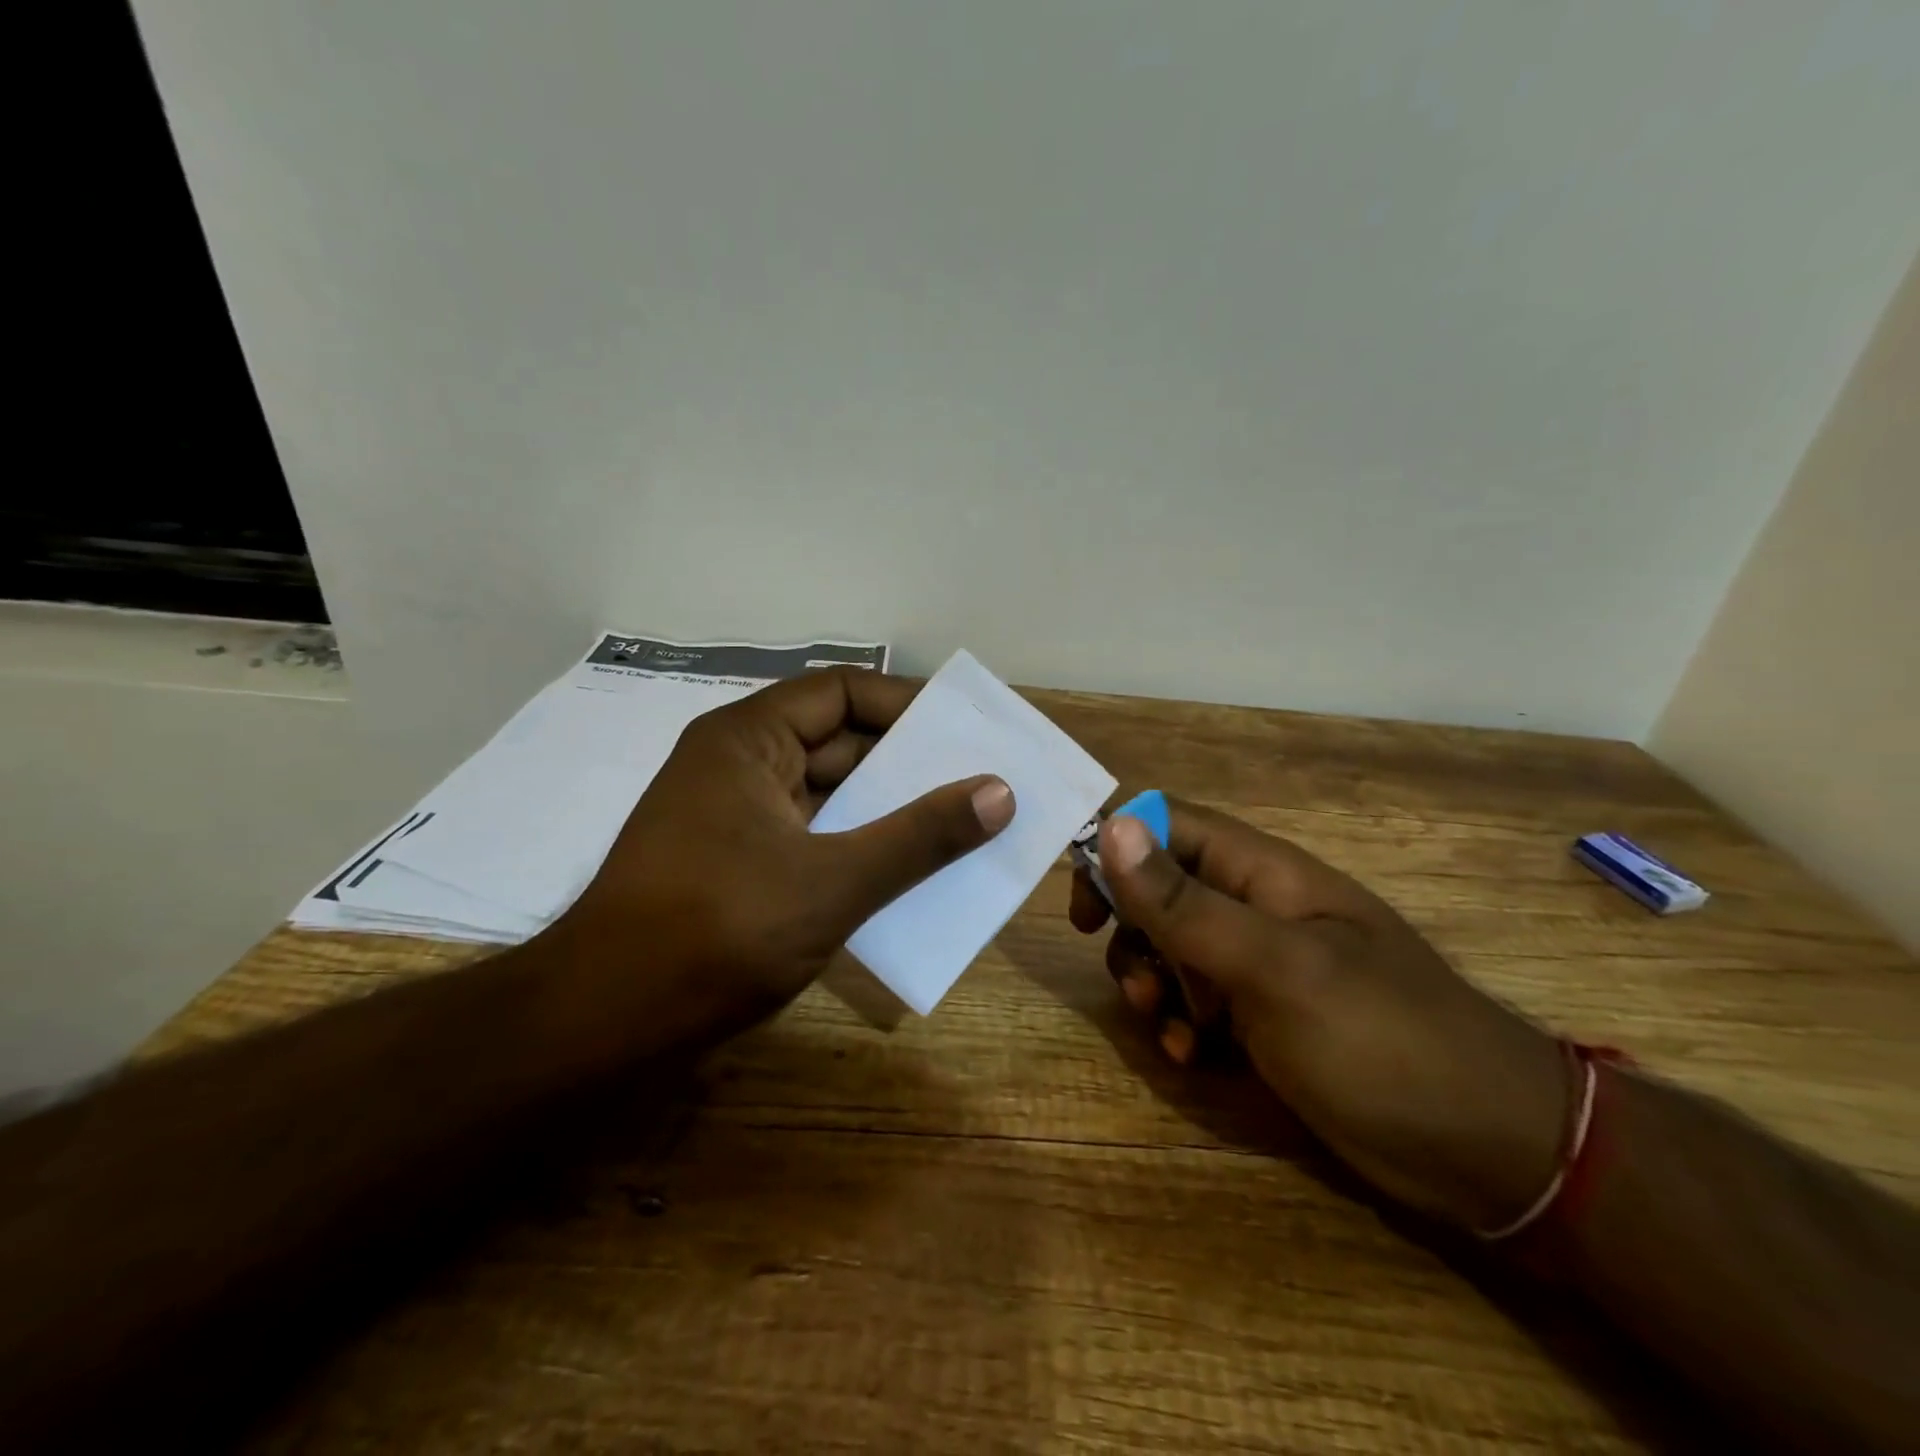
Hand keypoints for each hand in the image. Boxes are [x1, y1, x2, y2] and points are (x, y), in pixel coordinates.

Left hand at [543, 669, 1013, 1061]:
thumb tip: (1000, 792)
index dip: (905, 704)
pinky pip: (813, 838)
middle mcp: (738, 766)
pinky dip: (858, 848)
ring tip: (961, 823)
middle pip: (838, 743)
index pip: (840, 692)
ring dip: (887, 811)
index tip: (964, 729)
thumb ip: (919, 836)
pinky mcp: (737, 867)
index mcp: (747, 741)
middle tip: (978, 778)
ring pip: (829, 797)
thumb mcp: (834, 881)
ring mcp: (735, 819)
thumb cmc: (717, 933)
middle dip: (907, 763)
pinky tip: (909, 872)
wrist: (605, 1027)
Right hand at [1071, 798, 1566, 1231]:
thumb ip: (1186, 902)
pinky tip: (1193, 1057)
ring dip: (1151, 984)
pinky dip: (1181, 1026)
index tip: (1083, 902)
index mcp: (1263, 873)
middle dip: (1132, 932)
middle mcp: (1255, 908)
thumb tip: (1112, 827)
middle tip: (1133, 980)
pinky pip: (1196, 1002)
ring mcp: (1260, 965)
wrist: (1492, 1152)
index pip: (1168, 824)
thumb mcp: (1273, 967)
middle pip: (1159, 890)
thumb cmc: (1381, 1040)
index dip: (1117, 847)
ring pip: (1170, 949)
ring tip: (1168, 1027)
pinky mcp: (1264, 1017)